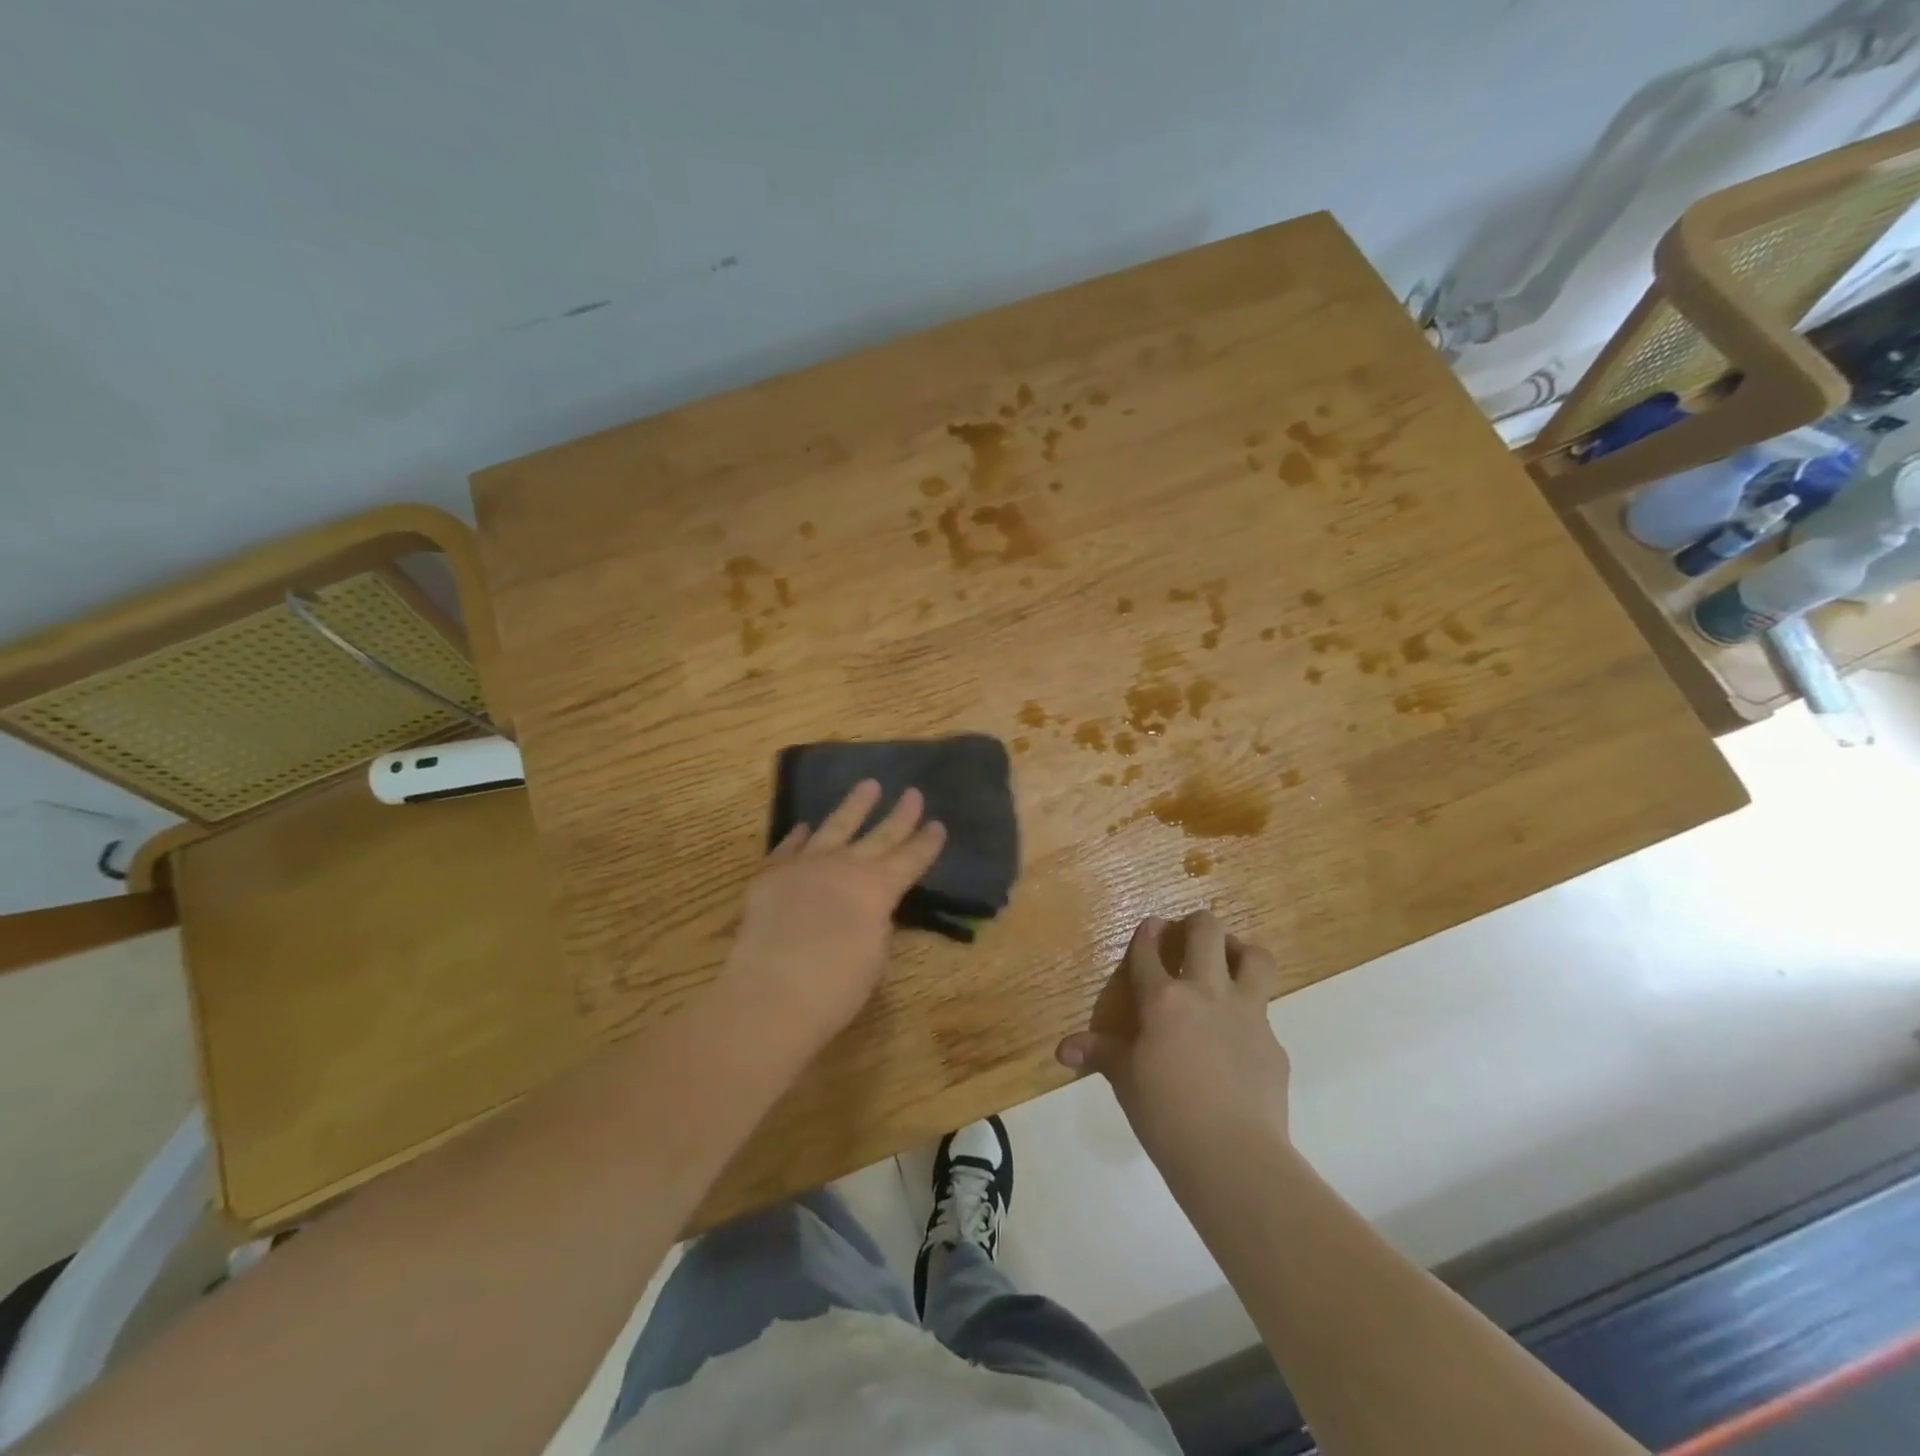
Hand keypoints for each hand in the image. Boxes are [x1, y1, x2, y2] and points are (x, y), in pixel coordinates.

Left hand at [721, 780, 945, 1044]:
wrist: (772, 991)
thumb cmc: (836, 986)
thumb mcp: (874, 954)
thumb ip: (875, 922)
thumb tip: (869, 907)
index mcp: (878, 888)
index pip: (910, 859)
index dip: (926, 843)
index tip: (938, 825)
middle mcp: (845, 866)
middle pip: (879, 835)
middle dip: (900, 815)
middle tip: (914, 793)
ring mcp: (806, 865)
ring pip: (835, 826)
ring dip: (854, 806)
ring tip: (868, 785)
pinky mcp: (771, 875)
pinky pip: (789, 847)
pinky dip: (799, 836)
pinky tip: (805, 826)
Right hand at [1057, 911, 1289, 1169]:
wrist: (1232, 1156)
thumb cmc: (1165, 1113)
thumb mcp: (1125, 1080)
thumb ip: (1100, 1054)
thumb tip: (1063, 1050)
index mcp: (1163, 1000)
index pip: (1149, 950)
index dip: (1147, 933)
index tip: (1149, 927)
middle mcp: (1206, 993)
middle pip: (1207, 932)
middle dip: (1196, 923)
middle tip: (1189, 936)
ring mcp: (1247, 1014)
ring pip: (1255, 957)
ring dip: (1240, 951)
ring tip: (1229, 962)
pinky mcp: (1274, 1044)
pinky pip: (1265, 1014)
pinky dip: (1250, 1016)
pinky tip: (1238, 1041)